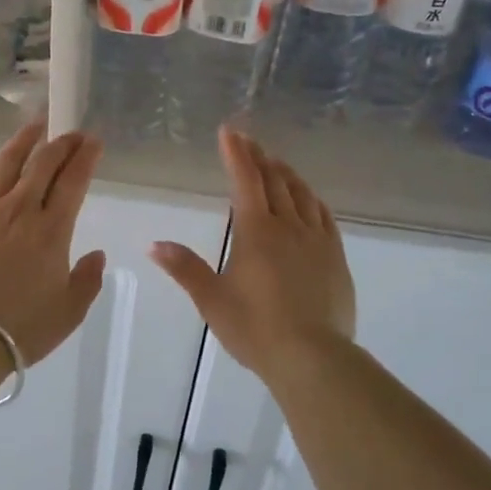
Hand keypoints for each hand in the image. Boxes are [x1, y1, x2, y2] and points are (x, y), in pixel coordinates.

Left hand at [0, 121, 107, 365]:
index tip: (94, 141)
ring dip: (23, 141)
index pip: (73, 182)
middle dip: (61, 144)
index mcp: (51, 231)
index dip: (86, 158)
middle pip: (43, 164)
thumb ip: (87, 280)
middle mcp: (19, 209)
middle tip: (71, 133)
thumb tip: (96, 254)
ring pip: (5, 163)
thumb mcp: (69, 312)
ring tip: (34, 125)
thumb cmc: (21, 329)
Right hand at [150, 128, 355, 376]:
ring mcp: (316, 240)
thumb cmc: (255, 328)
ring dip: (286, 174)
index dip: (236, 154)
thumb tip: (154, 245)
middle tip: (249, 141)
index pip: (245, 181)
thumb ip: (185, 268)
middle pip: (274, 181)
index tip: (230, 131)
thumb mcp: (212, 300)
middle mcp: (288, 226)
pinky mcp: (336, 257)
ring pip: (301, 194)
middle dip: (259, 158)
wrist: (313, 358)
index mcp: (256, 232)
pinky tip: (309, 199)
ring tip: (276, 163)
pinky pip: (323, 216)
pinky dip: (311, 199)